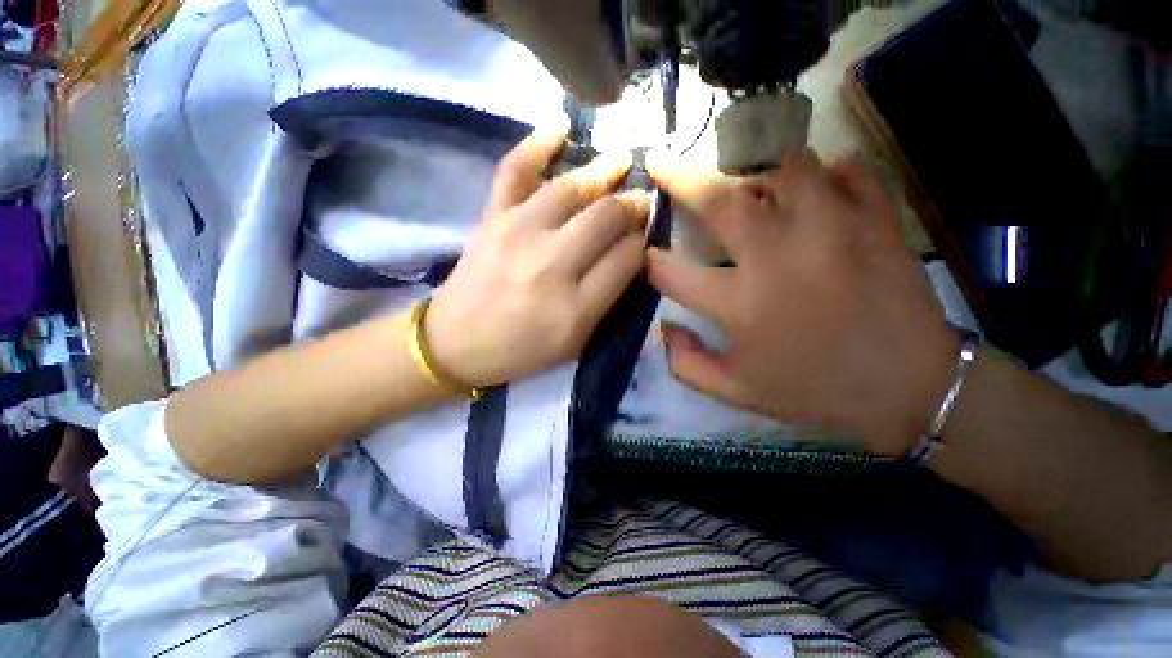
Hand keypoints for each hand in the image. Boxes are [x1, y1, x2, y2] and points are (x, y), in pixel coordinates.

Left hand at [427, 130, 649, 386]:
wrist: (455, 343)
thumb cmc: (521, 350)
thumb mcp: (574, 342)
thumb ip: (606, 301)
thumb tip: (630, 255)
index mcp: (575, 307)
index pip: (627, 258)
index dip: (642, 244)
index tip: (643, 239)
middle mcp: (551, 265)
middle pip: (605, 218)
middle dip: (632, 205)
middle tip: (640, 200)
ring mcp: (518, 234)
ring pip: (571, 189)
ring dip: (603, 171)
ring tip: (622, 162)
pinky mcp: (492, 218)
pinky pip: (515, 169)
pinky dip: (537, 142)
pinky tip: (561, 126)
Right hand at [647, 151, 958, 455]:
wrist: (913, 389)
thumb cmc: (814, 390)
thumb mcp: (736, 393)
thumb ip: (685, 364)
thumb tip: (663, 327)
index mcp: (741, 305)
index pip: (671, 272)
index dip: (648, 260)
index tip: (643, 252)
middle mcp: (778, 259)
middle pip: (721, 200)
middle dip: (681, 178)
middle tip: (663, 164)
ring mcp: (833, 231)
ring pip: (785, 168)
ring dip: (756, 171)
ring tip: (749, 184)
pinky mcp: (877, 219)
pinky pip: (846, 171)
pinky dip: (825, 172)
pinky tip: (815, 188)